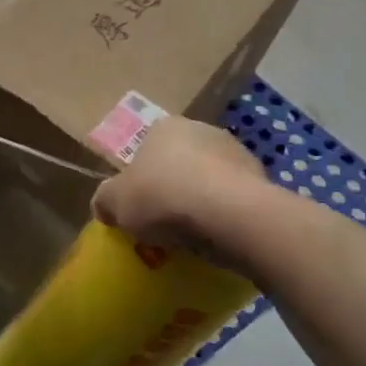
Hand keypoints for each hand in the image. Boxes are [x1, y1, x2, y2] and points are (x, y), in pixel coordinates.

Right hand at [92, 118, 264, 262]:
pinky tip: (218, 238)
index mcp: (164, 127)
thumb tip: (104, 207)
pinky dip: (226, 215)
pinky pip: (234, 200)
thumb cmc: (163, 197)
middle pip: (180, 162)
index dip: (140, 178)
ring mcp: (236, 152)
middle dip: (173, 187)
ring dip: (203, 201)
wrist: (229, 214)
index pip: (146, 148)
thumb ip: (104, 201)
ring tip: (193, 236)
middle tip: (164, 221)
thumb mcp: (115, 203)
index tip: (139, 205)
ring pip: (210, 180)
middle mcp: (201, 130)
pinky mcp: (262, 179)